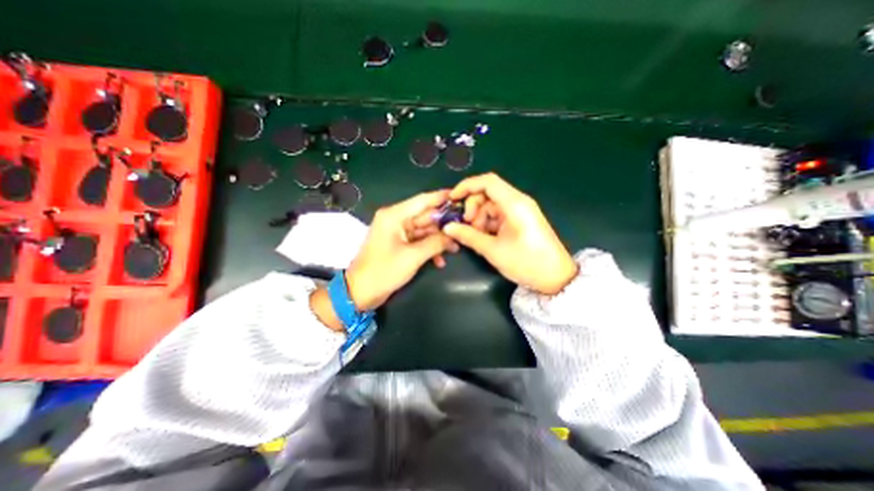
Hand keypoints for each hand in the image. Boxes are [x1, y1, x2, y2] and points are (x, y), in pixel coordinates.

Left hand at [347, 189, 459, 307]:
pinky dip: (429, 248)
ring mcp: (397, 232)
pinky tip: (440, 260)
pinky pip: (418, 241)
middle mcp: (396, 219)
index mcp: (395, 215)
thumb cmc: (384, 271)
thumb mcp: (413, 256)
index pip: (423, 200)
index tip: (461, 197)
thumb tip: (453, 235)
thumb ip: (436, 242)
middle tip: (464, 228)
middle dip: (444, 224)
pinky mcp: (399, 244)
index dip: (442, 198)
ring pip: (424, 230)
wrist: (360, 292)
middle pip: (425, 216)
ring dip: (438, 239)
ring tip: (455, 248)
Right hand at [445, 172, 578, 294]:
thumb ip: (468, 236)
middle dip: (472, 207)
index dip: (467, 186)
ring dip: (479, 217)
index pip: (487, 182)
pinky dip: (488, 222)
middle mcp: (518, 202)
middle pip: (488, 193)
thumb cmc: (526, 263)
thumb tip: (448, 227)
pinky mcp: (520, 219)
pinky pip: (498, 214)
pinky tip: (485, 237)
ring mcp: (520, 210)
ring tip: (476, 236)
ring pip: (491, 205)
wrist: (556, 278)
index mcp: (515, 204)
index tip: (452, 199)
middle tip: (466, 226)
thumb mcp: (493, 250)